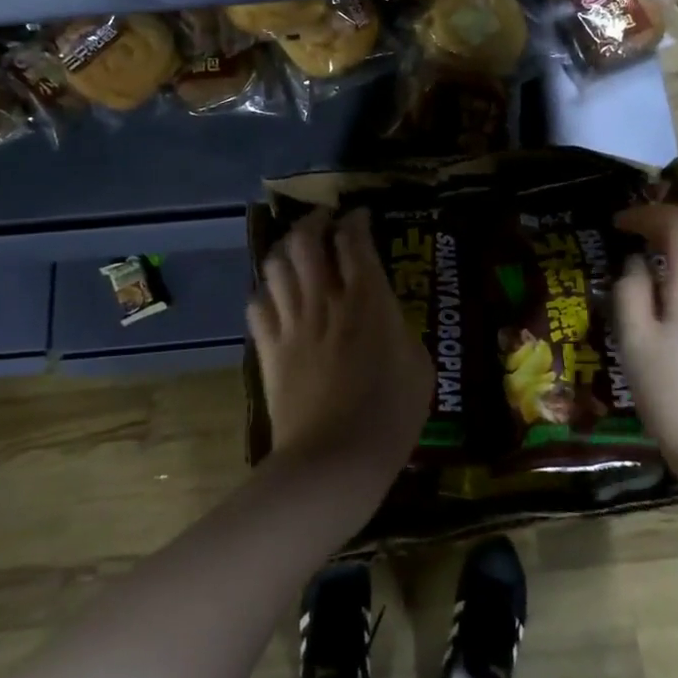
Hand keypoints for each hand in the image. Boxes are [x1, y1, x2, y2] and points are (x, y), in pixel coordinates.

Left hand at [248, 208, 432, 495]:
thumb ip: (400, 330)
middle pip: (306, 241)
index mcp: (368, 301)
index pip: (354, 242)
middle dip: (313, 222)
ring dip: (285, 248)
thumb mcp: (419, 367)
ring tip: (295, 248)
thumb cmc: (390, 416)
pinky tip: (274, 293)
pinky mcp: (269, 349)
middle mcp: (325, 300)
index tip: (359, 217)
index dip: (356, 222)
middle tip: (324, 221)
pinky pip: (257, 304)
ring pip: (276, 265)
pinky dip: (265, 290)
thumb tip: (386, 317)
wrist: (335, 460)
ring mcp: (291, 324)